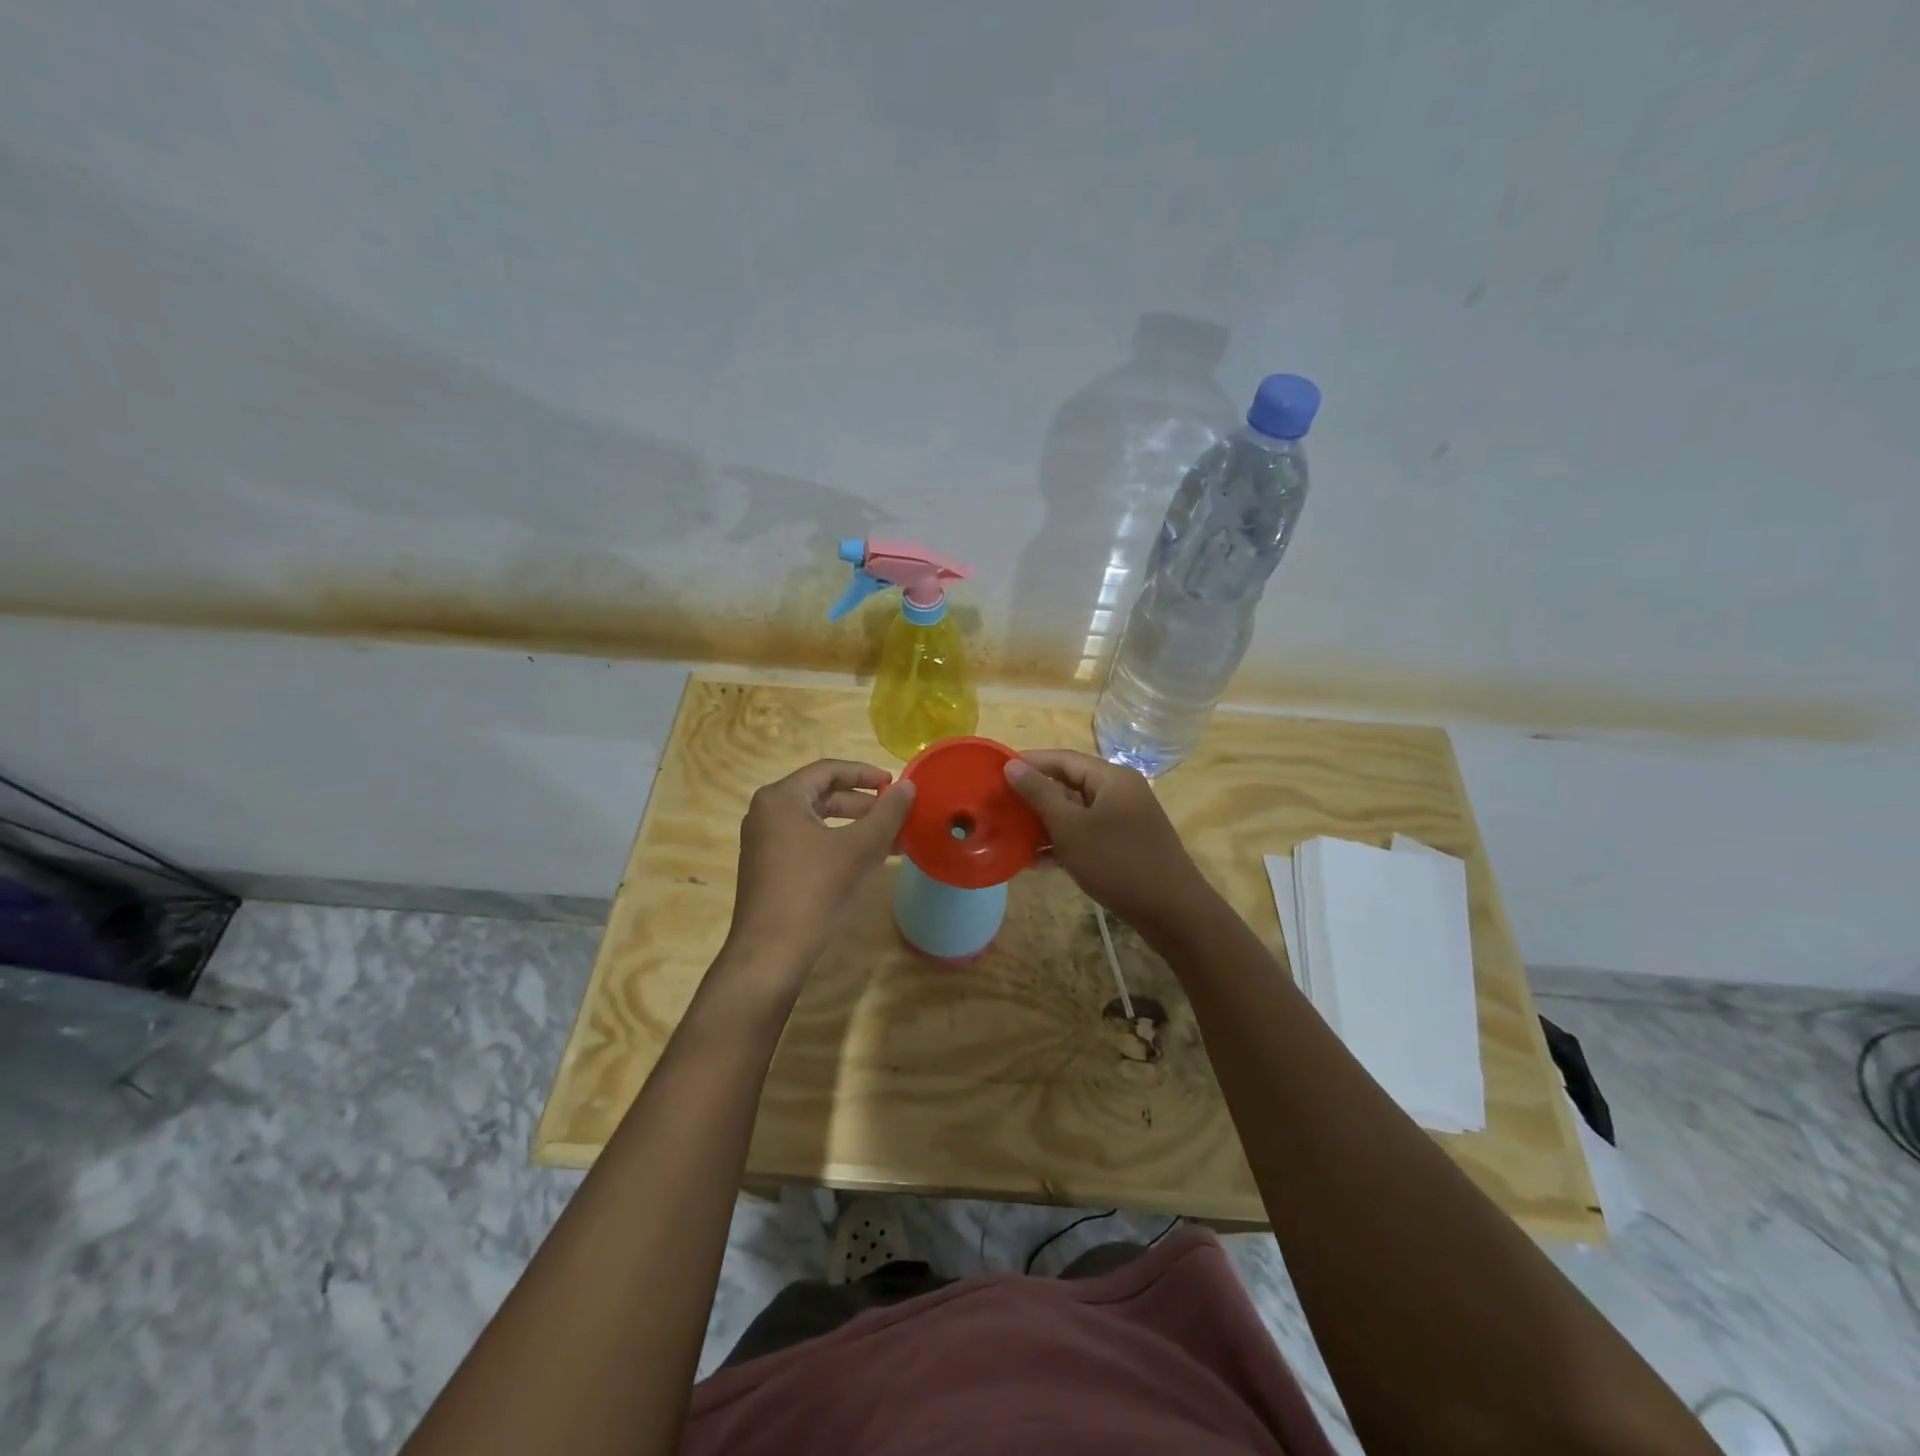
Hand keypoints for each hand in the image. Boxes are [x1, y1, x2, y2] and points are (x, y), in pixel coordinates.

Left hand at [725, 759, 915, 979]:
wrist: (771, 952)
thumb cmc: (814, 891)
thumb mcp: (858, 848)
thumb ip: (887, 813)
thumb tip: (908, 786)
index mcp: (781, 798)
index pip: (828, 770)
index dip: (865, 773)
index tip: (894, 784)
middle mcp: (766, 812)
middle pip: (821, 794)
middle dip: (862, 803)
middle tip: (894, 814)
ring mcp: (763, 841)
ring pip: (816, 820)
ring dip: (853, 825)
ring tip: (888, 838)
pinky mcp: (767, 867)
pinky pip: (807, 841)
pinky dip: (837, 843)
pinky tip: (863, 860)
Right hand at [1004, 749, 1208, 931]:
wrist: (1173, 912)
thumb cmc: (1118, 862)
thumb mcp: (1071, 827)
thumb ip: (1040, 794)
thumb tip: (1012, 766)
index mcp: (1111, 778)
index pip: (1062, 758)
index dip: (1028, 763)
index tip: (995, 773)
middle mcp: (1120, 792)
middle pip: (1069, 784)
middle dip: (1034, 796)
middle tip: (1000, 807)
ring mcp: (1125, 819)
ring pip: (1076, 812)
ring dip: (1046, 823)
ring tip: (1013, 836)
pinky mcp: (1126, 845)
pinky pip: (1088, 834)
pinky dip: (1065, 843)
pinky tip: (1040, 862)